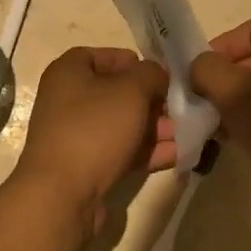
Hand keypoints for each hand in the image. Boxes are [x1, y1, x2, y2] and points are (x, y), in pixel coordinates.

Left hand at [13, 47, 175, 229]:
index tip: (161, 75)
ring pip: (121, 124)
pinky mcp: (85, 166)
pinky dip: (146, 151)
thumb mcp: (131, 91)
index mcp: (68, 72)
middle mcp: (67, 100)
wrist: (63, 194)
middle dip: (151, 100)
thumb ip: (151, 74)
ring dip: (154, 128)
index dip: (133, 62)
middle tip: (180, 108)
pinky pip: (120, 151)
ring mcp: (76, 135)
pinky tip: (178, 154)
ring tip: (187, 133)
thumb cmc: (94, 128)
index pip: (103, 56)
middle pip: (116, 92)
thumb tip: (158, 75)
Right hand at [189, 16, 250, 206]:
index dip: (219, 50)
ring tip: (225, 128)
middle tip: (209, 106)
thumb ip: (207, 69)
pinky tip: (250, 140)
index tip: (199, 78)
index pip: (248, 31)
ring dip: (244, 103)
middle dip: (229, 81)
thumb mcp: (232, 92)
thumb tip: (202, 67)